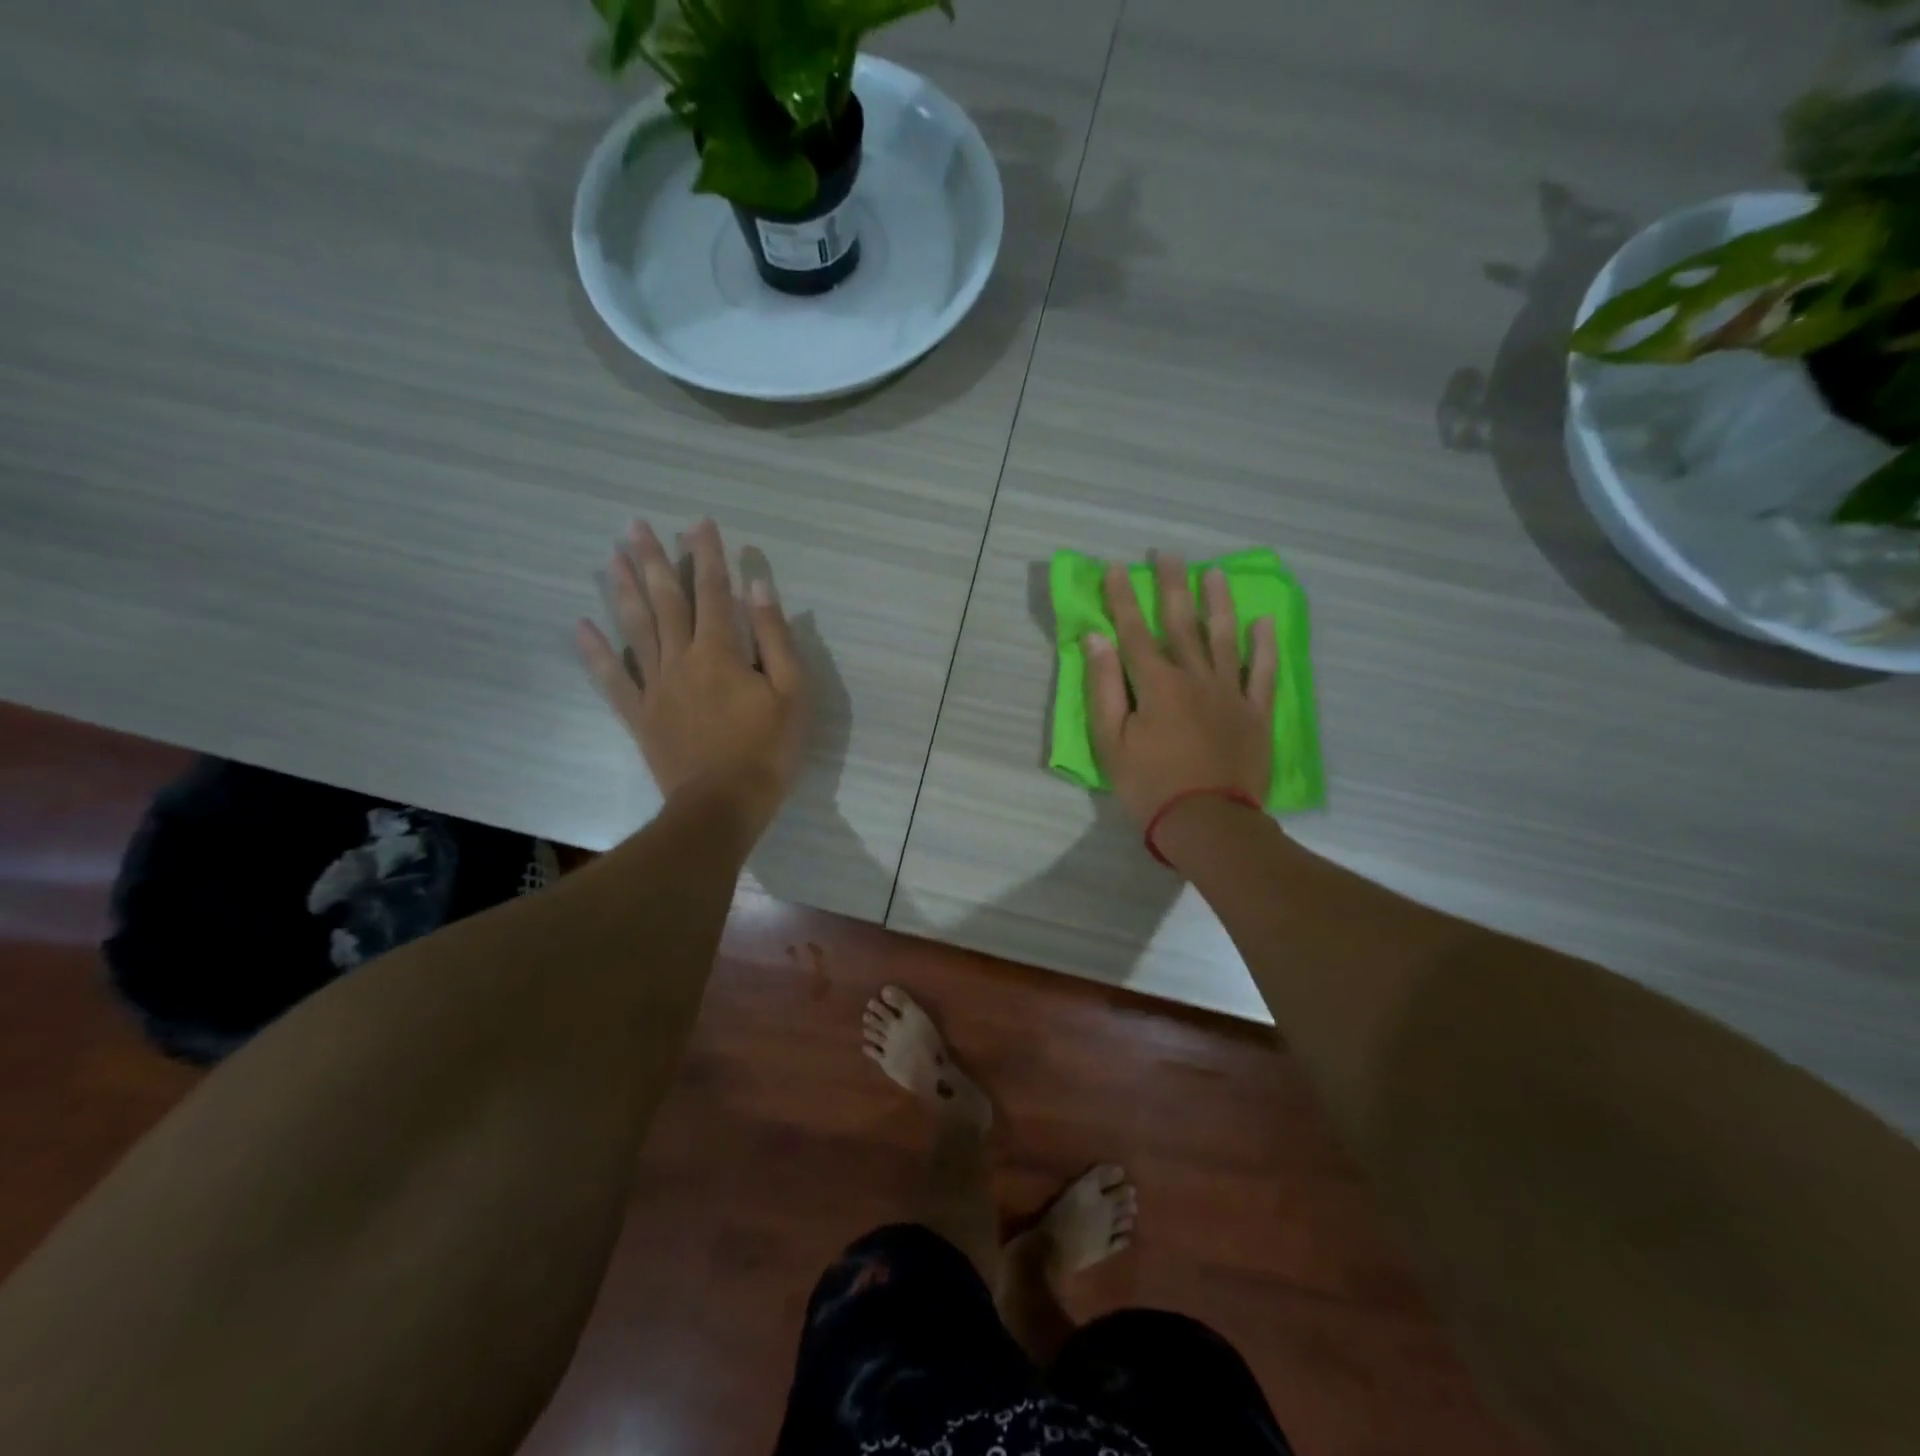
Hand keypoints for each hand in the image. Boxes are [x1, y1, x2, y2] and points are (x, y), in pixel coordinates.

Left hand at [576, 518, 806, 844]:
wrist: (722, 805)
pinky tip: (580, 627)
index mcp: (721, 652)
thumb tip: (757, 587)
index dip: (707, 555)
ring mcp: (656, 687)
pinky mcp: (640, 715)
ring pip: (636, 629)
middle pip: (665, 601)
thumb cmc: (767, 750)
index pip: (714, 592)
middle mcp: (682, 659)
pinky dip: (595, 652)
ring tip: (609, 557)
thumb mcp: (791, 693)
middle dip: (653, 561)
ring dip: (623, 591)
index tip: (699, 523)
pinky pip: (613, 678)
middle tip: (636, 525)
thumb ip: (774, 638)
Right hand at [1085, 553, 1276, 828]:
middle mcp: (1195, 678)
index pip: (1135, 632)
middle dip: (1172, 587)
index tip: (1116, 568)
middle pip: (1182, 624)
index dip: (1123, 599)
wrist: (1208, 823)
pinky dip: (1264, 646)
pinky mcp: (1256, 713)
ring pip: (1224, 638)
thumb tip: (1097, 640)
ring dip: (1218, 603)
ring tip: (1215, 574)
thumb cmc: (1149, 785)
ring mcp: (1231, 693)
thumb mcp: (1110, 741)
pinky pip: (1264, 672)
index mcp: (1157, 684)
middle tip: (1170, 554)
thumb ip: (1104, 687)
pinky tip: (1263, 622)